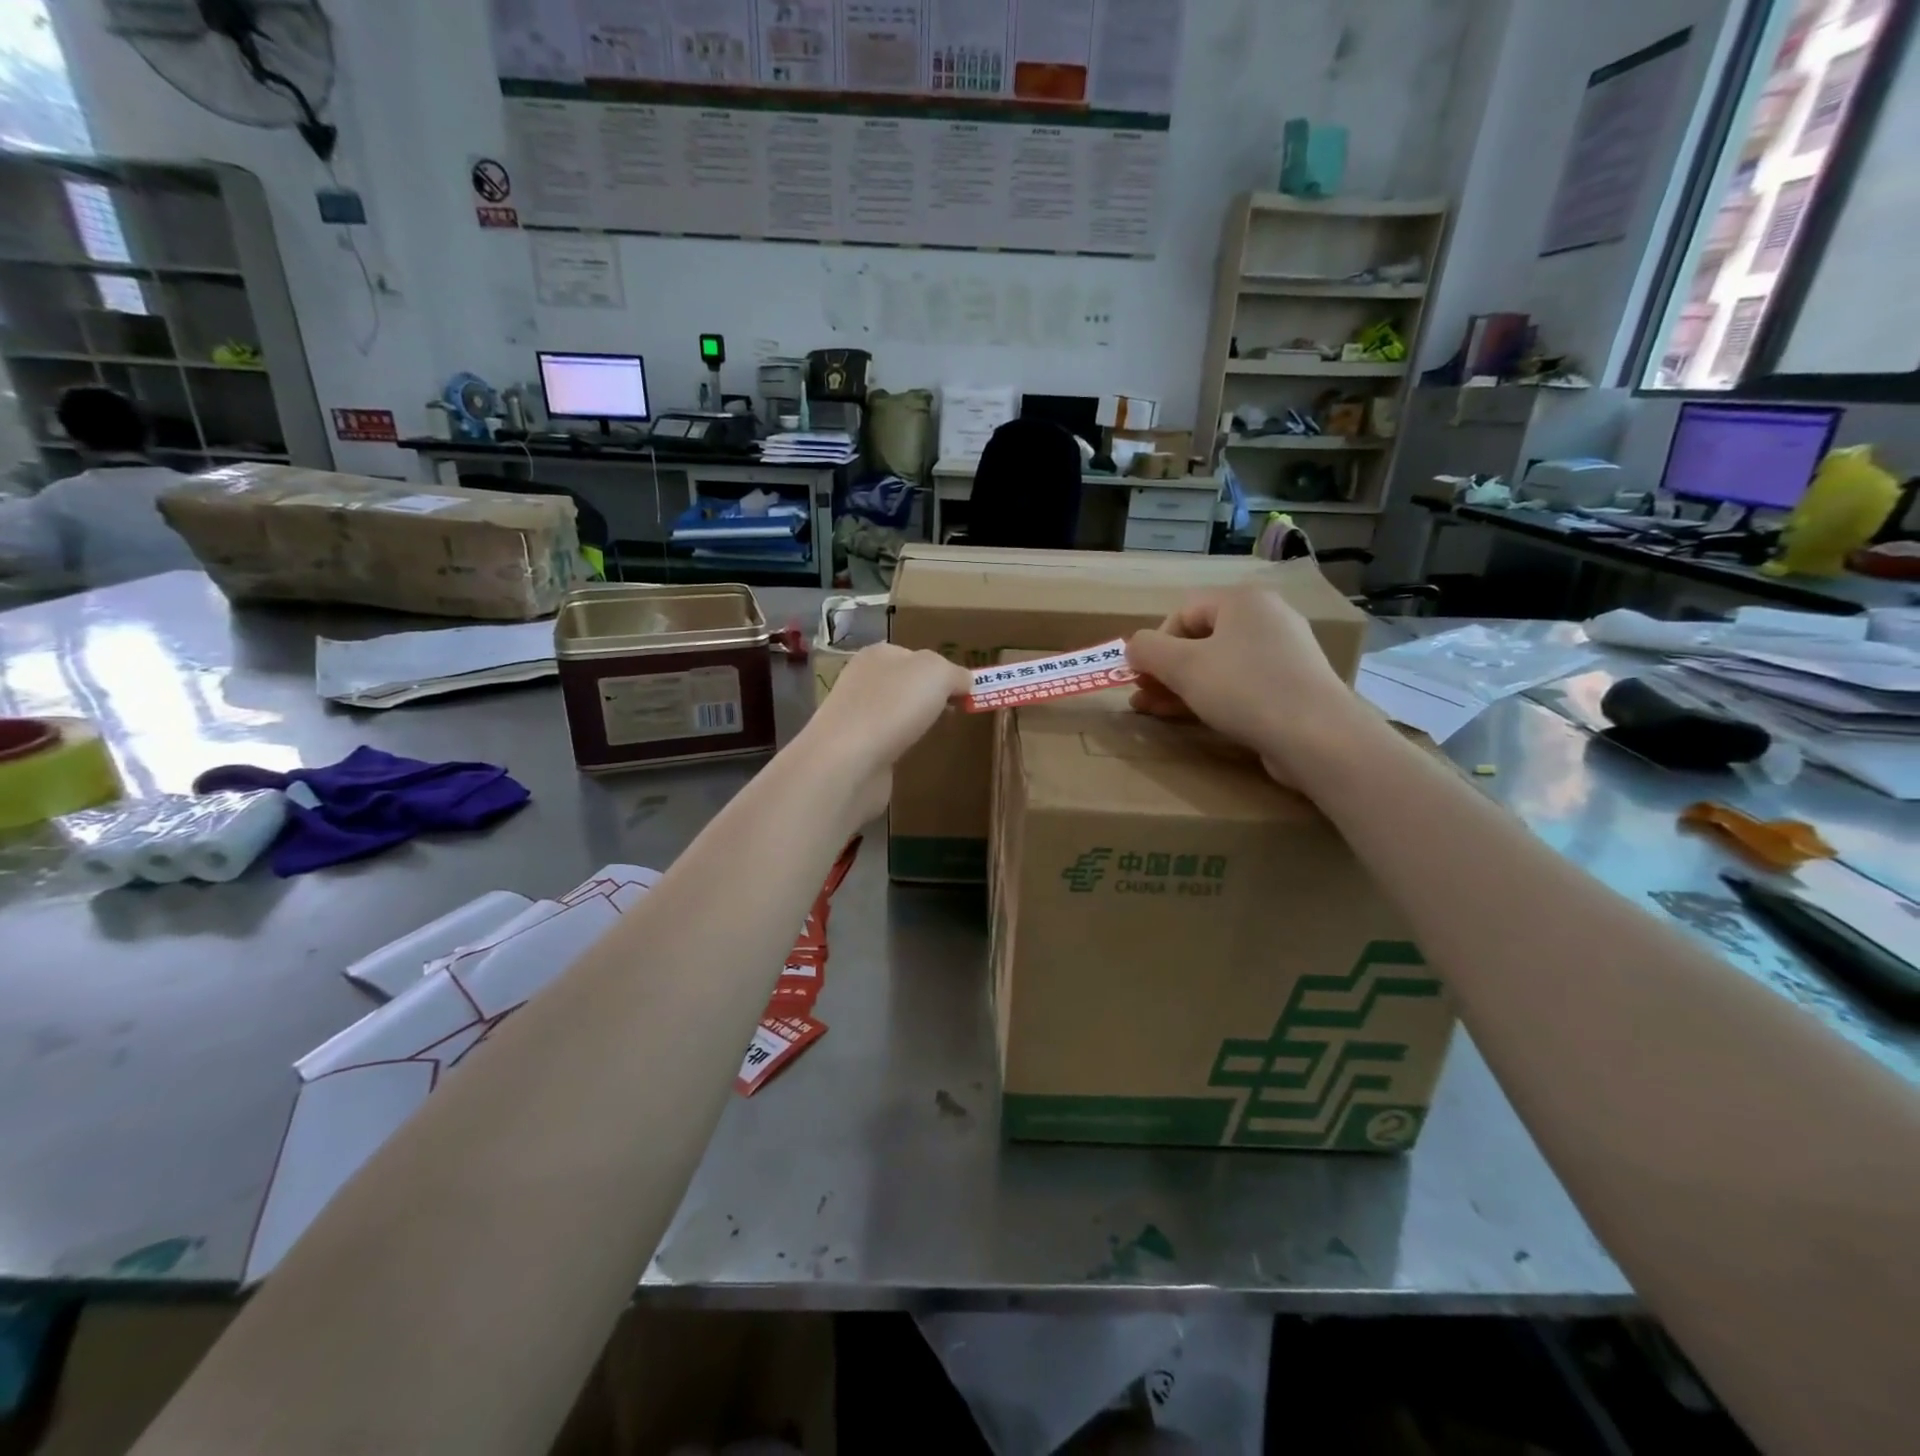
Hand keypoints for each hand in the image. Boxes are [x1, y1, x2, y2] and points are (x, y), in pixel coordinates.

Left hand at [796, 644, 970, 819]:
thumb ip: (955, 673)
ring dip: (913, 722)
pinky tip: (911, 754)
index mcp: (878, 655)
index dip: (943, 671)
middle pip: (905, 684)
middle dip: (928, 697)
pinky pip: (886, 741)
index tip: (965, 692)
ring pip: (894, 713)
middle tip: (954, 713)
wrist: (847, 761)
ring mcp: (855, 716)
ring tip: (935, 734)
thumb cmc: (893, 706)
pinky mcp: (854, 749)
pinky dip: (900, 746)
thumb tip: (964, 682)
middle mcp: (862, 681)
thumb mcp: (937, 673)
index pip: (916, 655)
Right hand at [1126, 586, 1362, 777]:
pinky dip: (1211, 698)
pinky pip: (1240, 685)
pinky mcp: (1291, 687)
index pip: (1183, 612)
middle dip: (1165, 669)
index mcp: (1243, 601)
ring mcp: (1283, 654)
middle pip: (1200, 639)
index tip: (1141, 675)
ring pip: (1218, 665)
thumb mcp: (1182, 666)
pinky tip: (1191, 717)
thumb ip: (1147, 650)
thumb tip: (1133, 648)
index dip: (1155, 643)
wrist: (1317, 736)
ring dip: (1181, 687)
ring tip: (1154, 710)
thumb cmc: (1244, 689)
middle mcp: (1266, 619)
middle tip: (1142, 695)